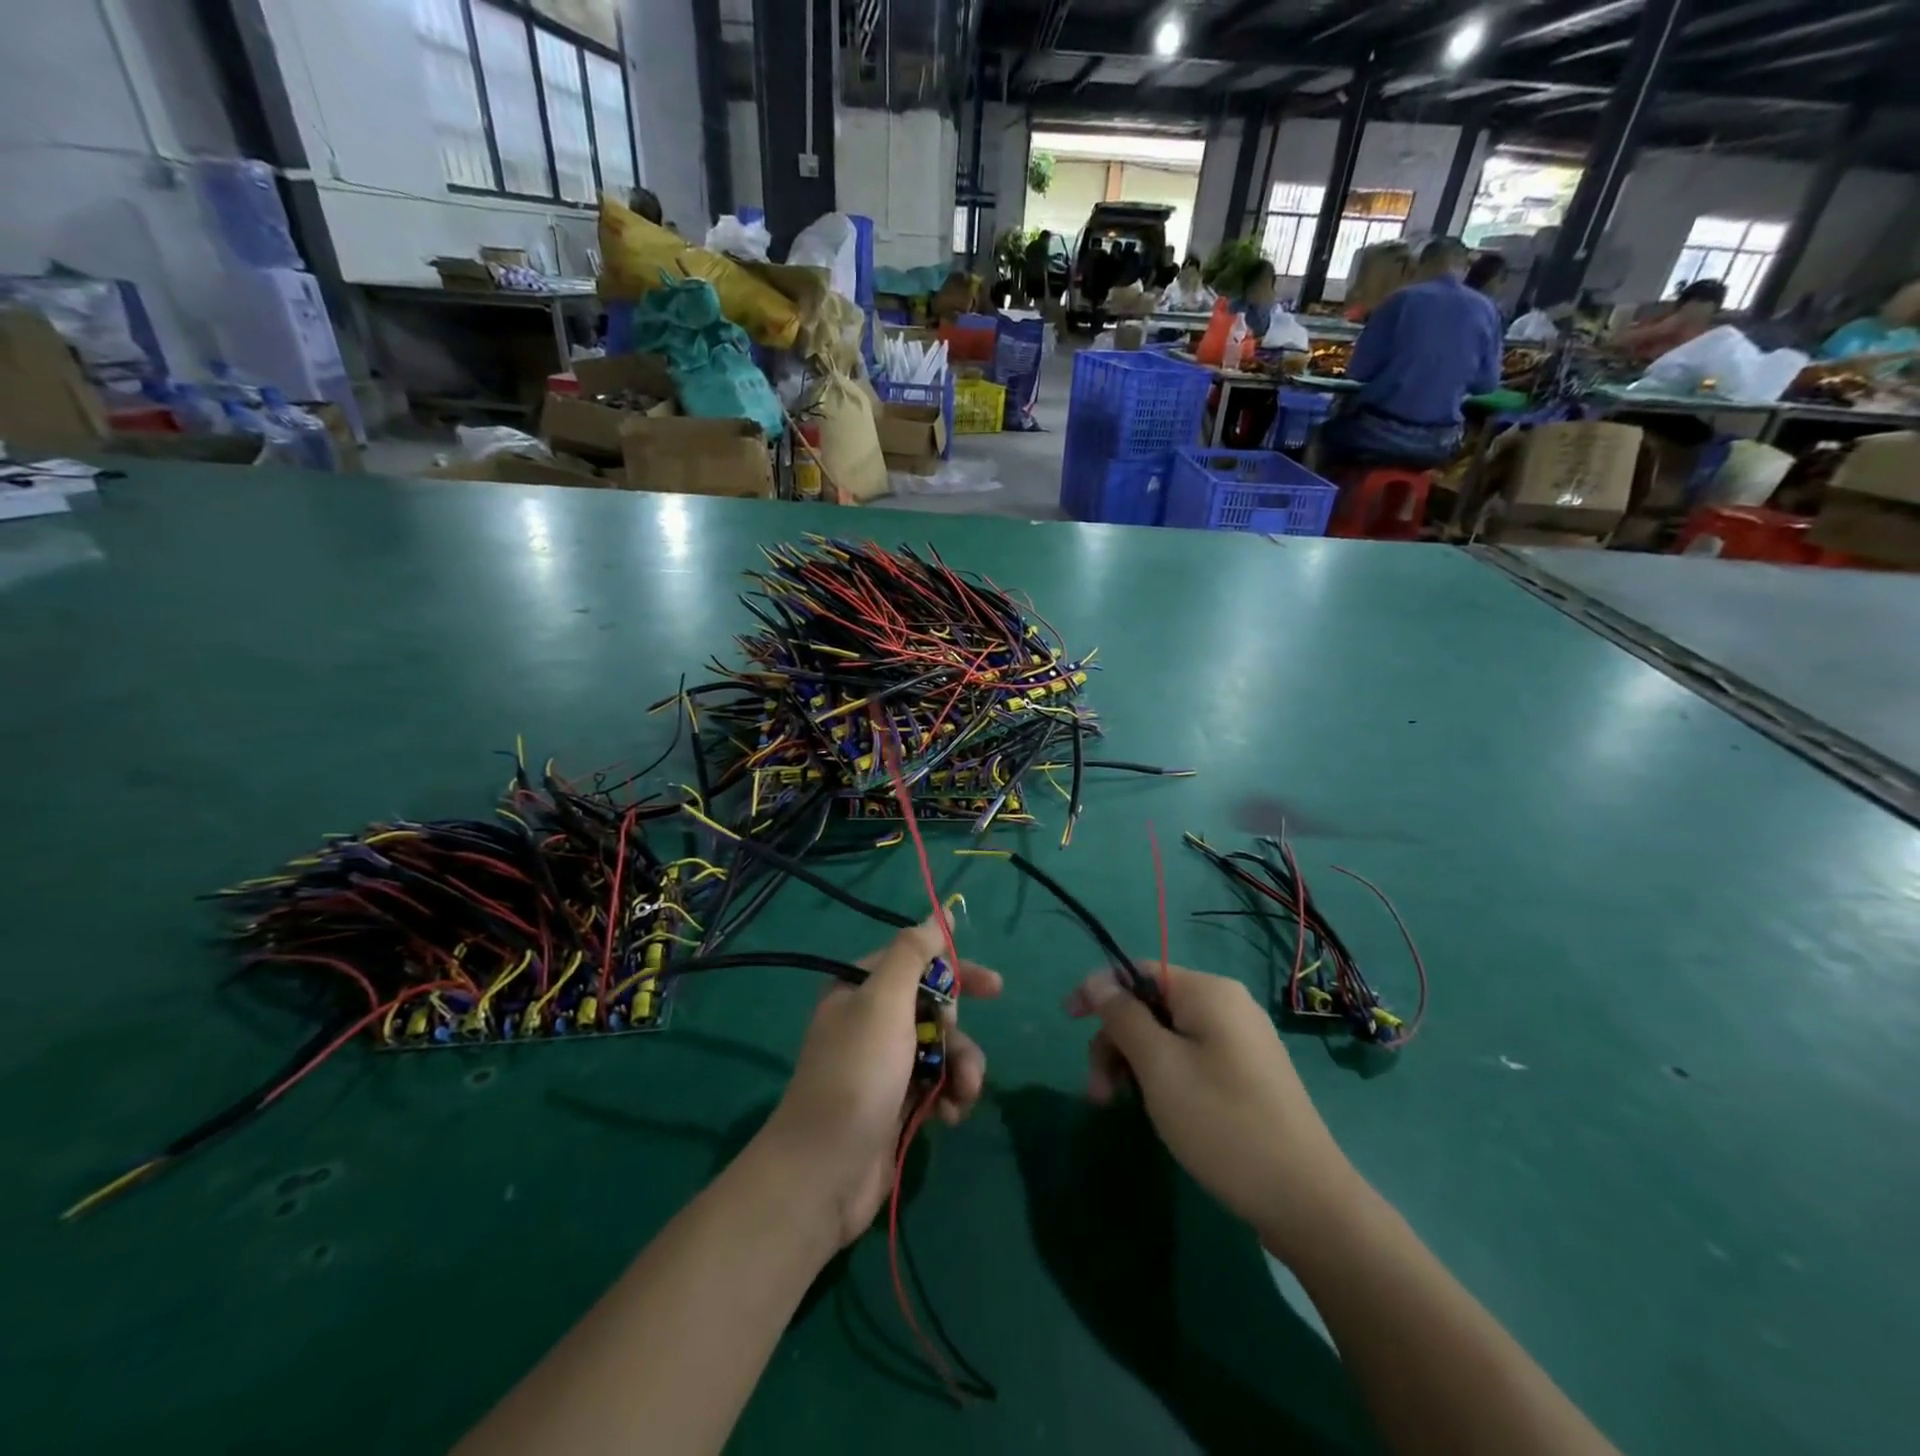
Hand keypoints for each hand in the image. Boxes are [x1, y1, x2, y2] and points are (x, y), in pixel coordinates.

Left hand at [760, 914, 1001, 1247]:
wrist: (825, 1171)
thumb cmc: (857, 1074)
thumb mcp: (884, 1001)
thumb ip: (913, 953)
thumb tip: (939, 915)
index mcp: (859, 988)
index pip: (916, 962)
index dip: (955, 970)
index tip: (994, 987)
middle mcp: (869, 1021)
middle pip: (933, 1006)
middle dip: (956, 1030)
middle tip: (956, 1049)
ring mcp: (883, 1064)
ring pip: (941, 1048)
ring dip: (960, 1068)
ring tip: (963, 1093)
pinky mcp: (895, 1103)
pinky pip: (936, 1084)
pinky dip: (950, 1095)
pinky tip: (951, 1115)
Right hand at [1066, 964, 1359, 1262]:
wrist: (1307, 1201)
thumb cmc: (1223, 1124)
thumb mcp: (1159, 1067)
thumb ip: (1123, 1017)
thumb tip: (1098, 981)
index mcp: (1208, 991)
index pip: (1138, 970)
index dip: (1099, 991)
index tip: (1068, 1021)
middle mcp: (1227, 1004)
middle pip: (1151, 1005)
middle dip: (1116, 1042)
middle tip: (1099, 1092)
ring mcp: (1241, 1040)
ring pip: (1167, 1035)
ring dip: (1135, 1064)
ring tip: (1120, 1108)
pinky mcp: (1247, 1073)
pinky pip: (1190, 1056)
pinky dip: (1162, 1076)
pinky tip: (1156, 1110)